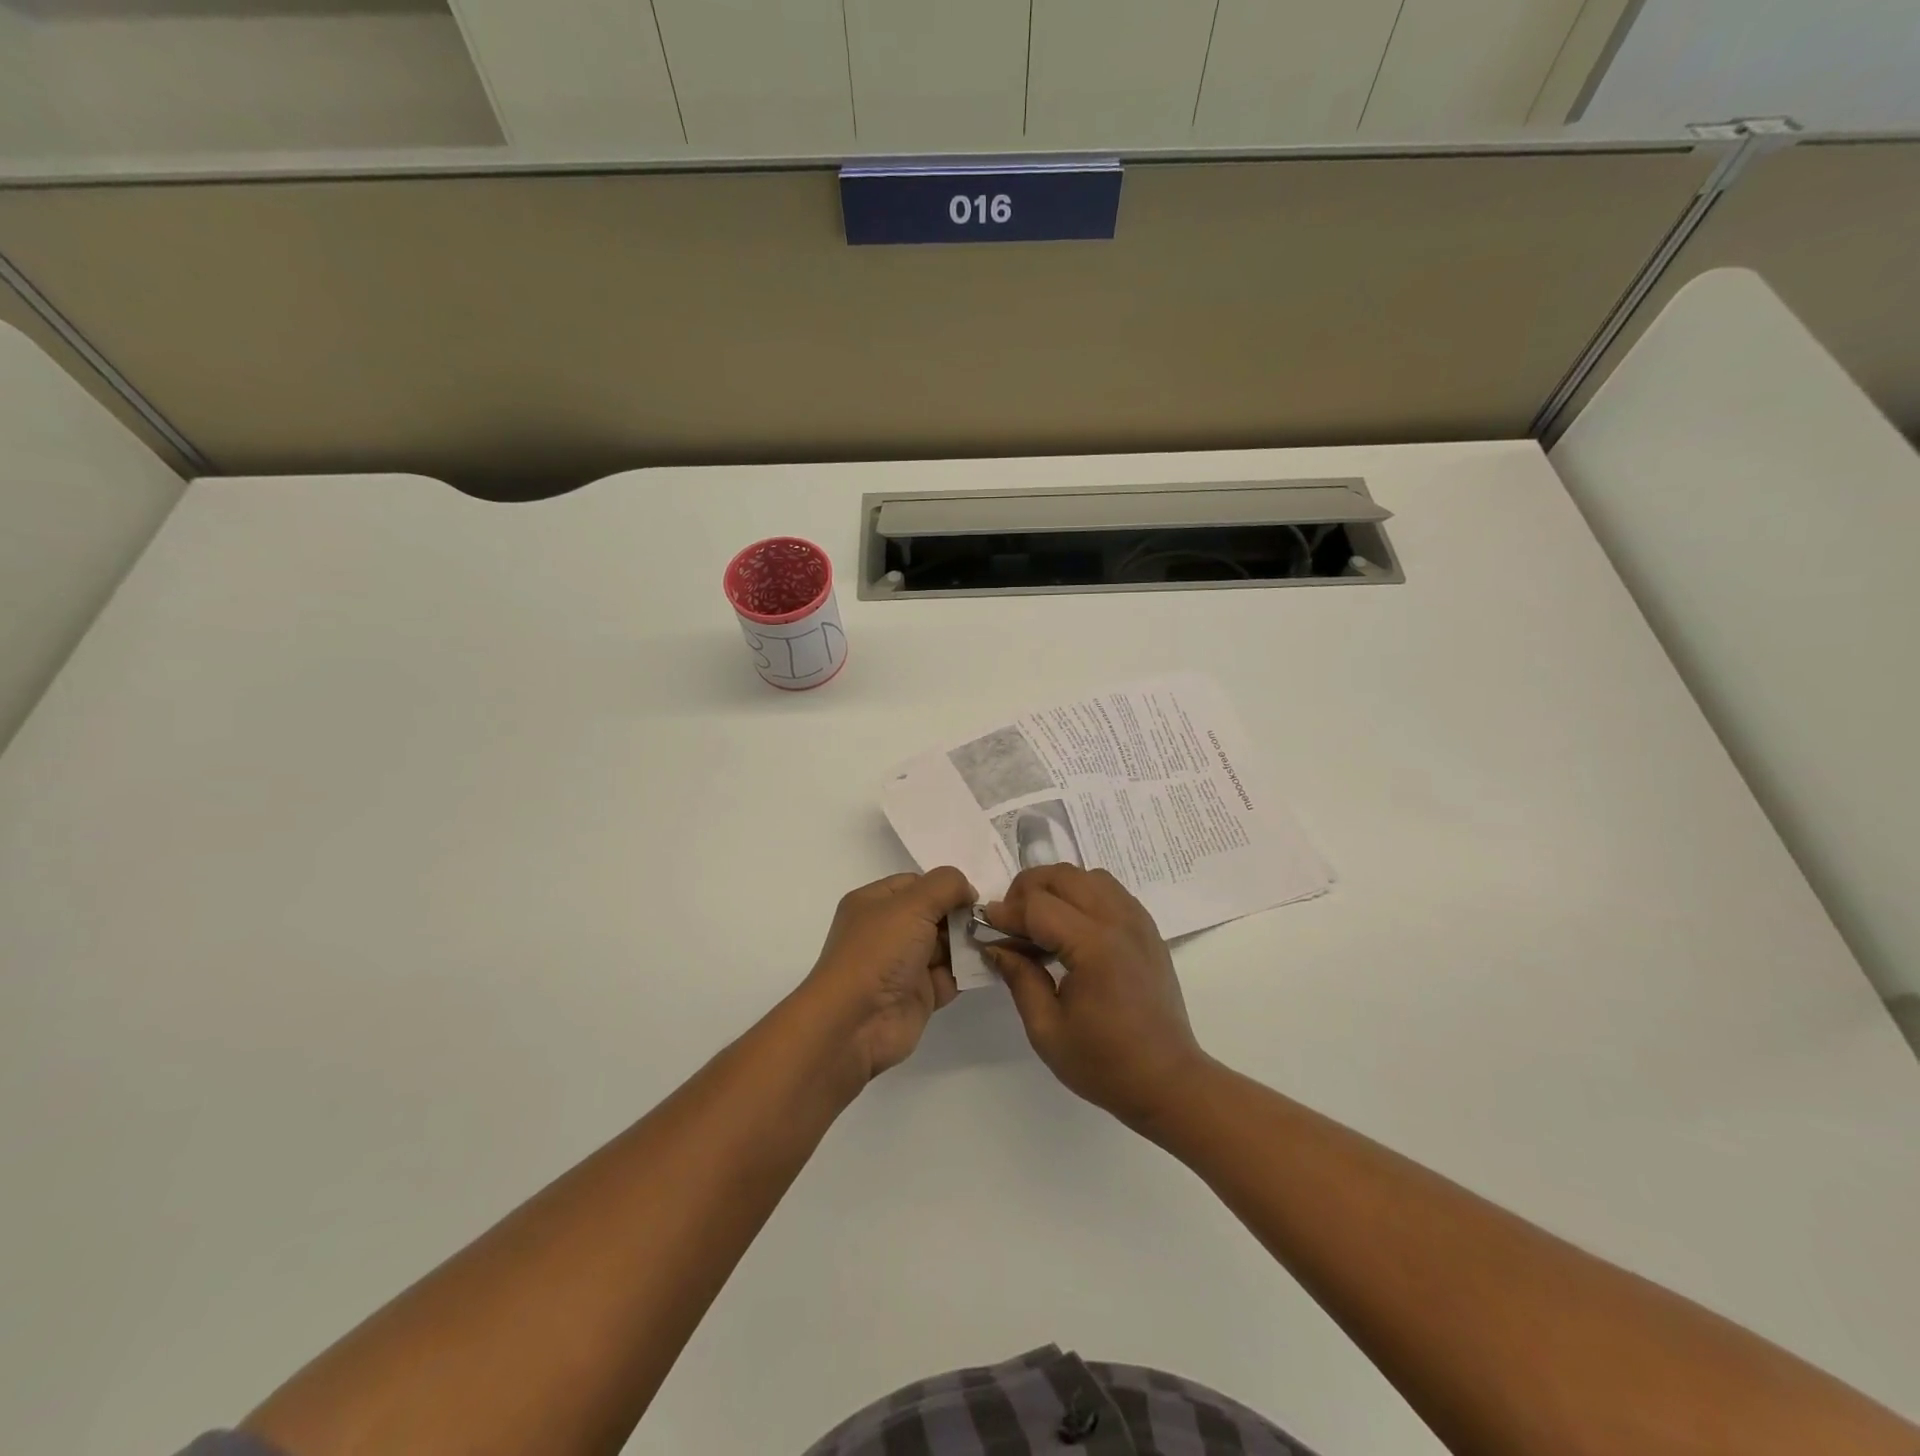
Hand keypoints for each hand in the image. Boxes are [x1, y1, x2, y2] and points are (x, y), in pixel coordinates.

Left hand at [801, 867, 975, 1080]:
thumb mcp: (912, 904)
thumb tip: (968, 891)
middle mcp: (887, 931)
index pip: (916, 884)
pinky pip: (951, 976)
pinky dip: (970, 971)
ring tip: (996, 940)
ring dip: (969, 943)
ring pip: (945, 945)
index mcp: (875, 903)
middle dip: (962, 915)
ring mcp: (903, 965)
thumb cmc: (879, 952)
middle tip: (989, 920)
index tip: (973, 896)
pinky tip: (992, 963)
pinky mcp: (919, 995)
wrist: (856, 1023)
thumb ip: (946, 885)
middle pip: (934, 914)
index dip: (945, 887)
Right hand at [982, 865, 1208, 1129]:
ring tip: (1039, 921)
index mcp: (1094, 947)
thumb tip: (994, 944)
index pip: (1038, 906)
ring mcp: (1137, 920)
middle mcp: (1118, 921)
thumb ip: (1019, 978)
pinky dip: (1082, 893)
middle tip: (1010, 922)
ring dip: (1056, 887)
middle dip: (1027, 890)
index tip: (984, 925)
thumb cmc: (1104, 1063)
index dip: (1006, 912)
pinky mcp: (1147, 928)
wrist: (1168, 1080)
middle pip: (1062, 876)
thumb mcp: (1047, 1029)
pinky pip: (1109, 890)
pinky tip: (1070, 926)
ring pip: (1087, 875)